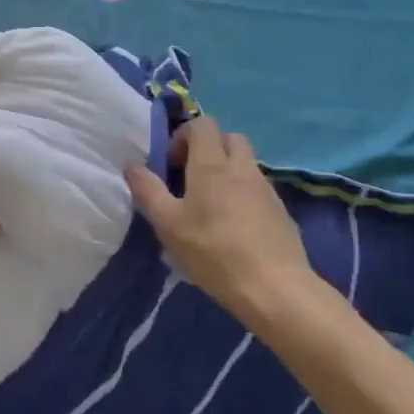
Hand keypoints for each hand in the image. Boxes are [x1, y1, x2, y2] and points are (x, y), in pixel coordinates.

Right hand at [124, 118, 322, 329]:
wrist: (275, 288)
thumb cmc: (214, 252)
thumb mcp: (168, 225)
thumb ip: (148, 191)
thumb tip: (131, 165)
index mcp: (212, 165)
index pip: (202, 124)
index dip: (183, 136)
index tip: (172, 166)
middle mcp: (242, 168)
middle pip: (228, 137)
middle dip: (209, 148)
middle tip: (191, 178)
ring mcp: (266, 188)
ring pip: (246, 163)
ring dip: (227, 171)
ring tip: (211, 205)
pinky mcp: (281, 211)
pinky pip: (259, 188)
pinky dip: (244, 193)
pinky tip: (235, 226)